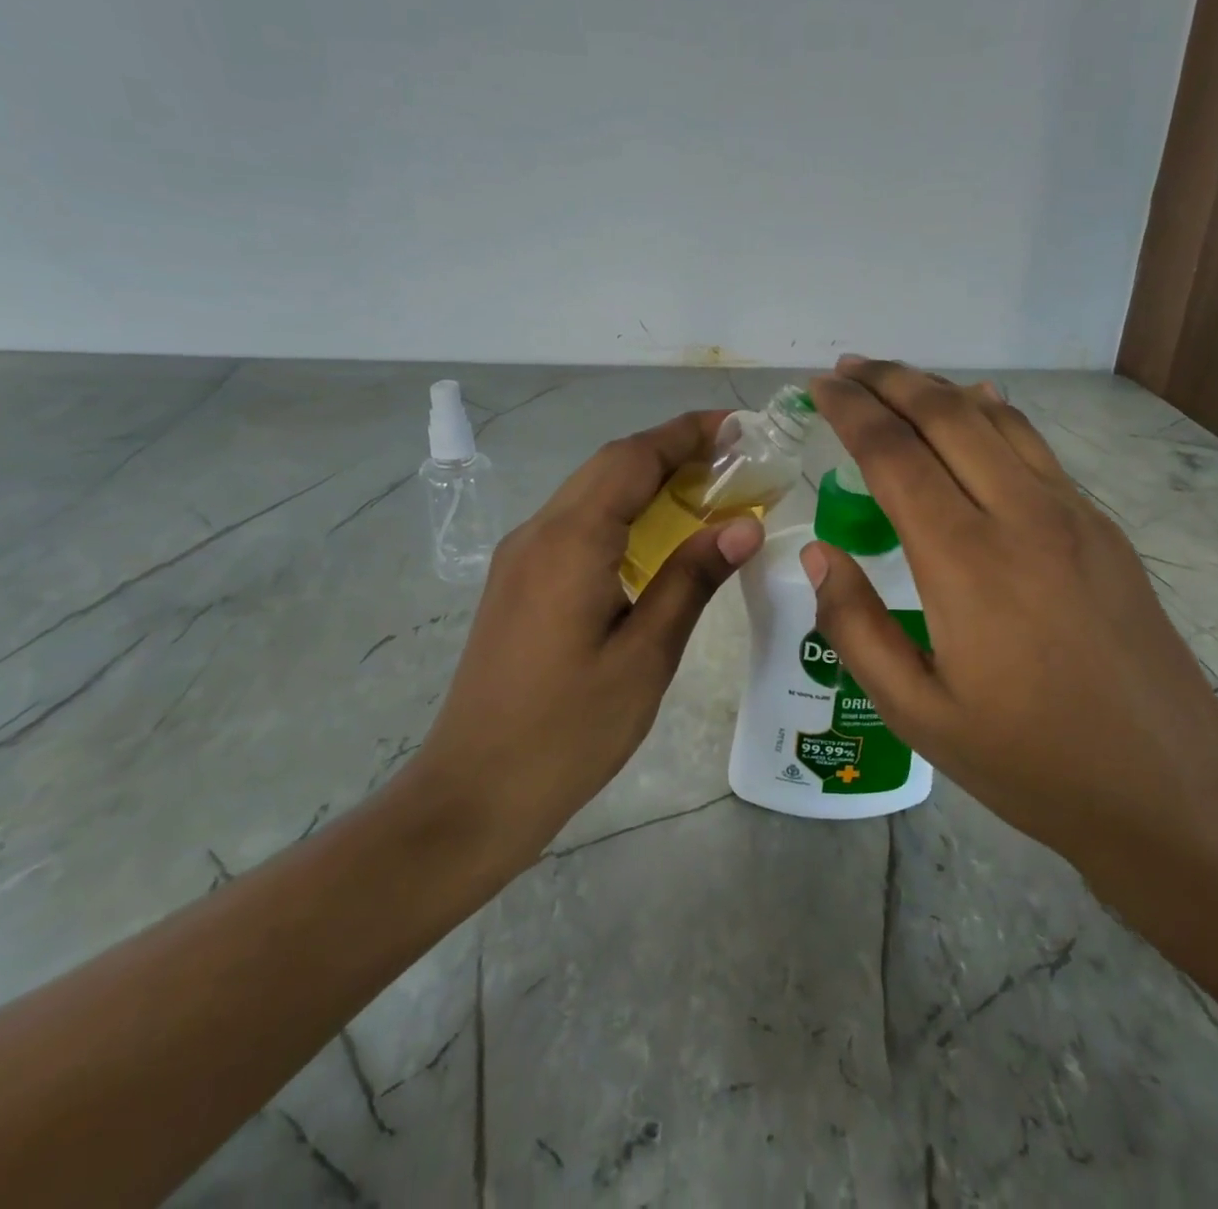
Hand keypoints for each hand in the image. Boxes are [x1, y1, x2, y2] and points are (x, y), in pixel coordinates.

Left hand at [405, 411, 764, 867]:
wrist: (474, 793)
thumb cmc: (568, 731)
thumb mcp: (645, 656)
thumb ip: (691, 580)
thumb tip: (743, 524)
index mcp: (570, 543)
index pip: (632, 458)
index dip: (685, 433)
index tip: (736, 426)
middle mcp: (538, 534)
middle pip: (609, 466)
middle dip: (671, 450)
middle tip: (733, 460)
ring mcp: (520, 558)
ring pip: (590, 493)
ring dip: (646, 480)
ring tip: (706, 491)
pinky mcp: (518, 582)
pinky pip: (576, 525)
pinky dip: (622, 513)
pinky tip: (656, 539)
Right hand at [804, 358, 1217, 914]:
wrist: (1170, 795)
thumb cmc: (1029, 763)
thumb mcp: (917, 712)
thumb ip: (856, 626)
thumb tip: (817, 553)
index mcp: (966, 562)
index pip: (894, 454)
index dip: (852, 411)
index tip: (820, 387)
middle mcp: (1022, 517)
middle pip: (946, 416)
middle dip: (891, 381)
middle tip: (847, 368)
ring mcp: (1073, 517)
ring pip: (997, 421)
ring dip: (940, 391)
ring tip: (897, 381)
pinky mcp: (1104, 530)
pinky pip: (1038, 450)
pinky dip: (995, 417)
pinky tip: (978, 410)